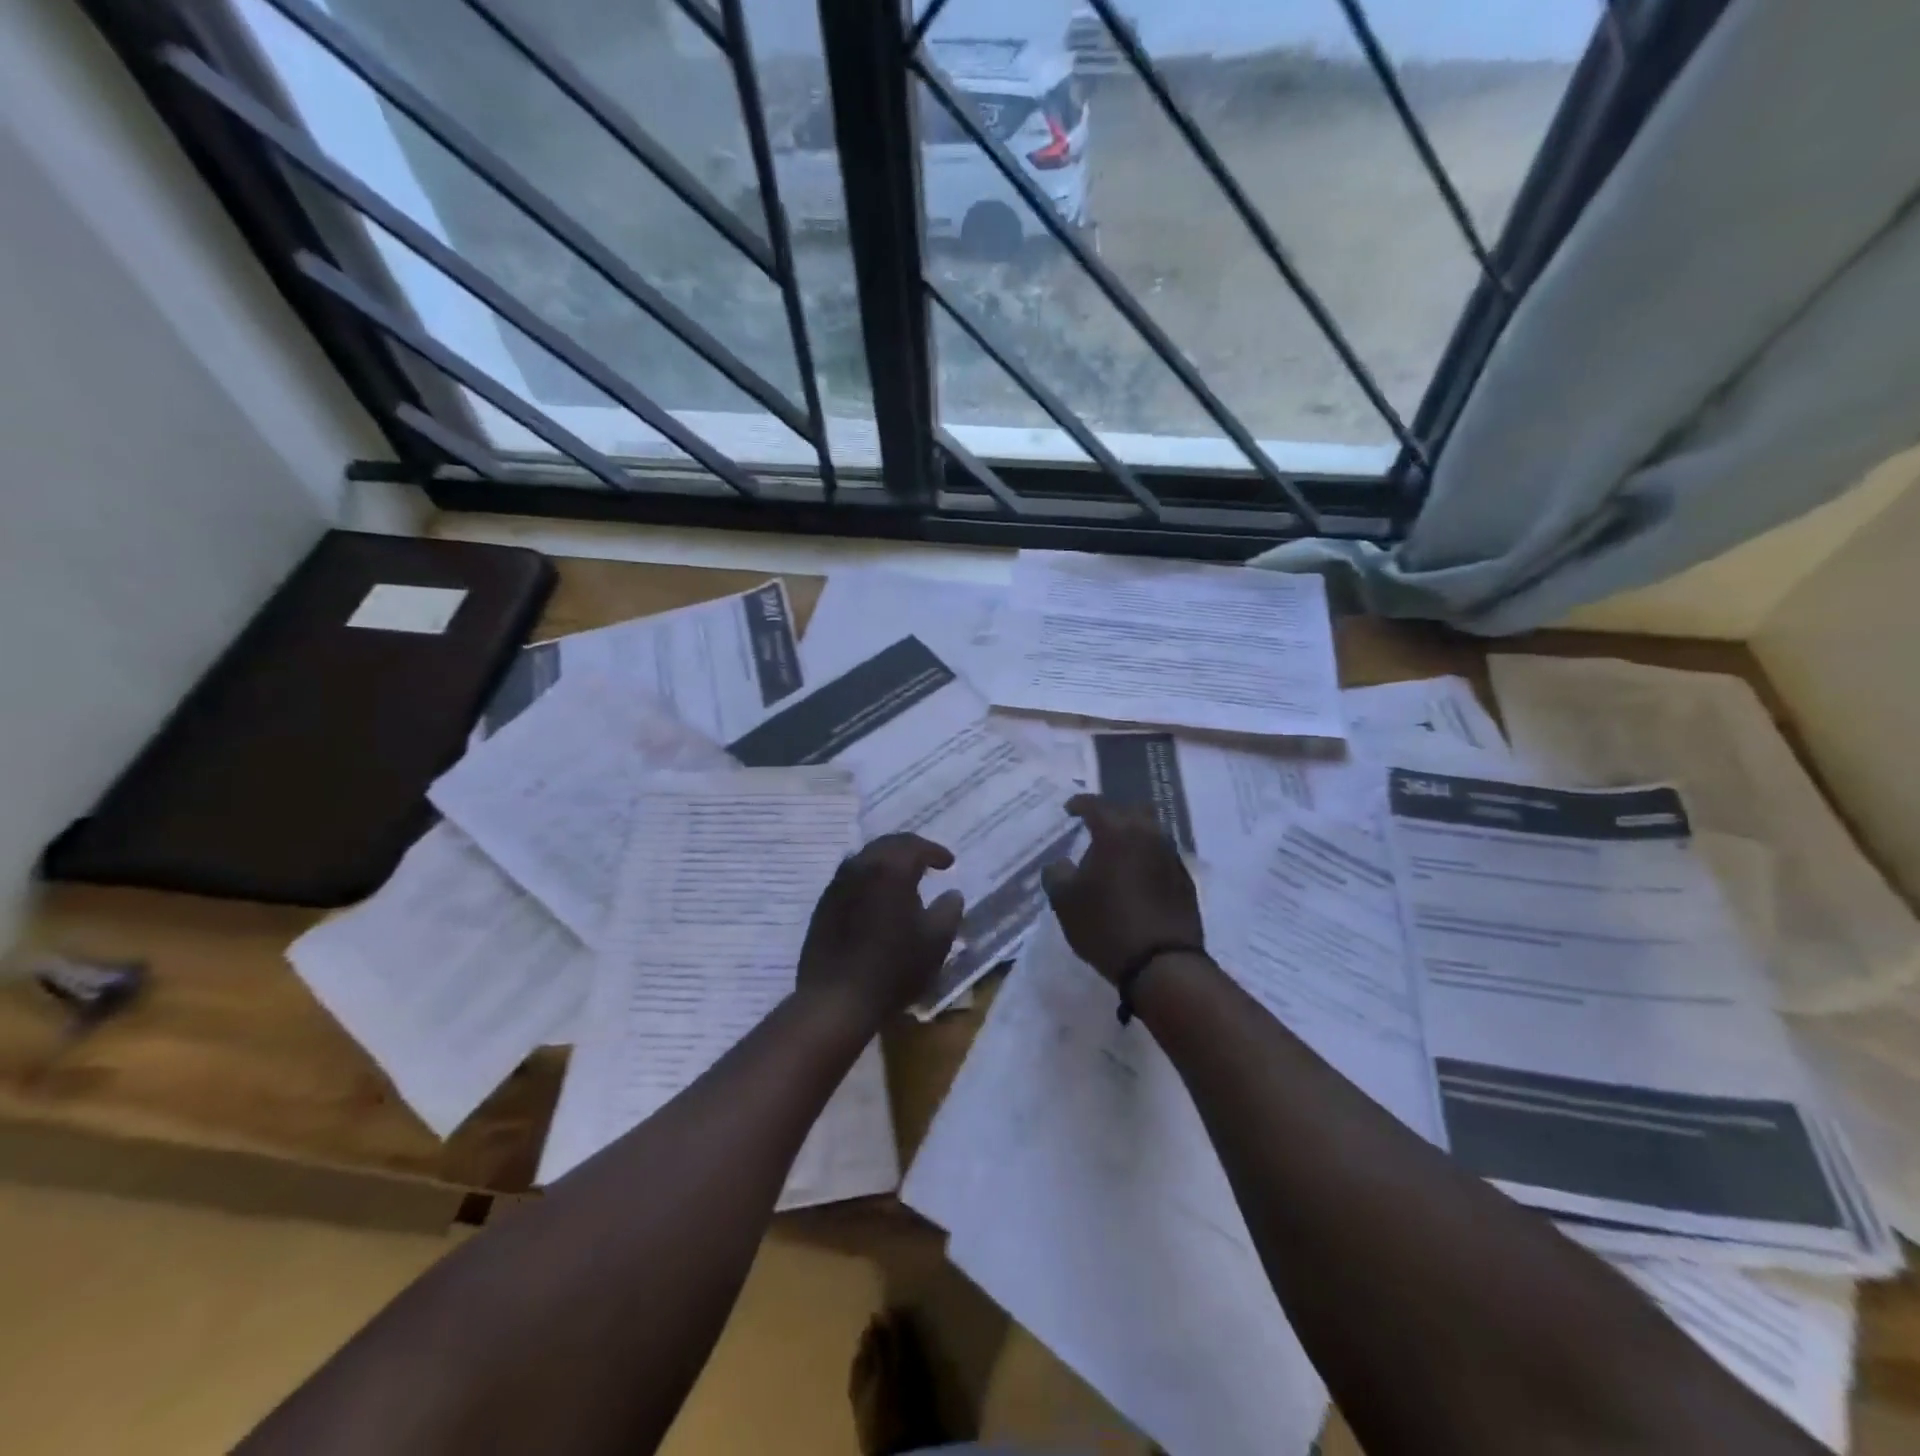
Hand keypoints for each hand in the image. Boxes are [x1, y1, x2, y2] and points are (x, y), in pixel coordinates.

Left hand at [797, 834, 965, 1027]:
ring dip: (887, 861)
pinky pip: (851, 877)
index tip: (949, 863)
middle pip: (888, 844)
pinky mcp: (824, 905)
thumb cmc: (893, 968)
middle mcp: (860, 867)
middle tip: (927, 861)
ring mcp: (837, 885)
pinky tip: (877, 897)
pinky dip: (869, 878)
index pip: (916, 846)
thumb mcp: (935, 942)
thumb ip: (949, 911)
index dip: (935, 851)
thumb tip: (953, 894)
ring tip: (903, 877)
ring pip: (866, 858)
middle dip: (910, 849)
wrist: (836, 999)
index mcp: (890, 869)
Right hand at [1041, 794, 1203, 984]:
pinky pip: (1161, 856)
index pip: (1096, 805)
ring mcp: (1171, 857)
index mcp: (1116, 832)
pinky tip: (1135, 877)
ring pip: (1151, 832)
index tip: (1069, 809)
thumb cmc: (1105, 925)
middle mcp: (1148, 835)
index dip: (1080, 804)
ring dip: (1132, 835)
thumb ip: (1056, 874)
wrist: (1162, 964)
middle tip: (1095, 826)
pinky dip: (1146, 858)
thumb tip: (1060, 864)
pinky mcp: (1185, 880)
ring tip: (1115, 854)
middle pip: (1131, 810)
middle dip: (1112, 813)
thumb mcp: (1065, 901)